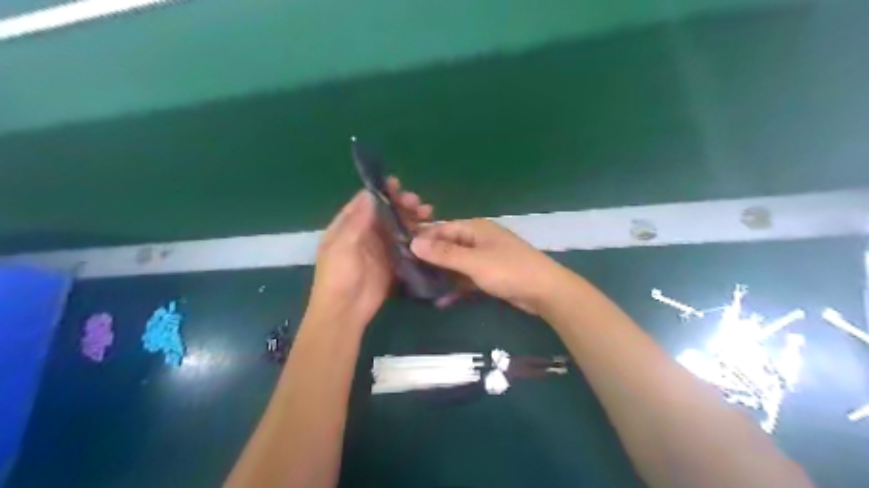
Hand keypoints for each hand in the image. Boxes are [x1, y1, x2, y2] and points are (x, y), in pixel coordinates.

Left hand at [306, 178, 434, 331]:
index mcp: (348, 226)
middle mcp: (365, 233)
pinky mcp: (392, 262)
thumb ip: (357, 220)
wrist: (345, 311)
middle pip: (386, 212)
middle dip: (401, 204)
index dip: (381, 192)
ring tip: (428, 213)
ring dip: (411, 218)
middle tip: (418, 203)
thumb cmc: (338, 277)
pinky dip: (416, 237)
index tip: (397, 184)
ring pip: (398, 226)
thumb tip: (370, 193)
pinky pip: (405, 244)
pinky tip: (428, 232)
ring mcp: (380, 248)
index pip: (365, 202)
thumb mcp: (343, 246)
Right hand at [411, 219, 568, 313]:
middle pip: (448, 246)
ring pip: (456, 264)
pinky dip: (456, 287)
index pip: (442, 229)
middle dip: (430, 259)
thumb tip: (413, 242)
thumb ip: (444, 254)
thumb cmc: (509, 270)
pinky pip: (467, 278)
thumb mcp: (474, 262)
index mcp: (475, 229)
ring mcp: (485, 258)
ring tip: (418, 287)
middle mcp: (478, 240)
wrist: (545, 291)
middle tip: (407, 272)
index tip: (402, 252)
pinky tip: (441, 301)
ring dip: (441, 275)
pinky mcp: (490, 275)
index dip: (423, 240)